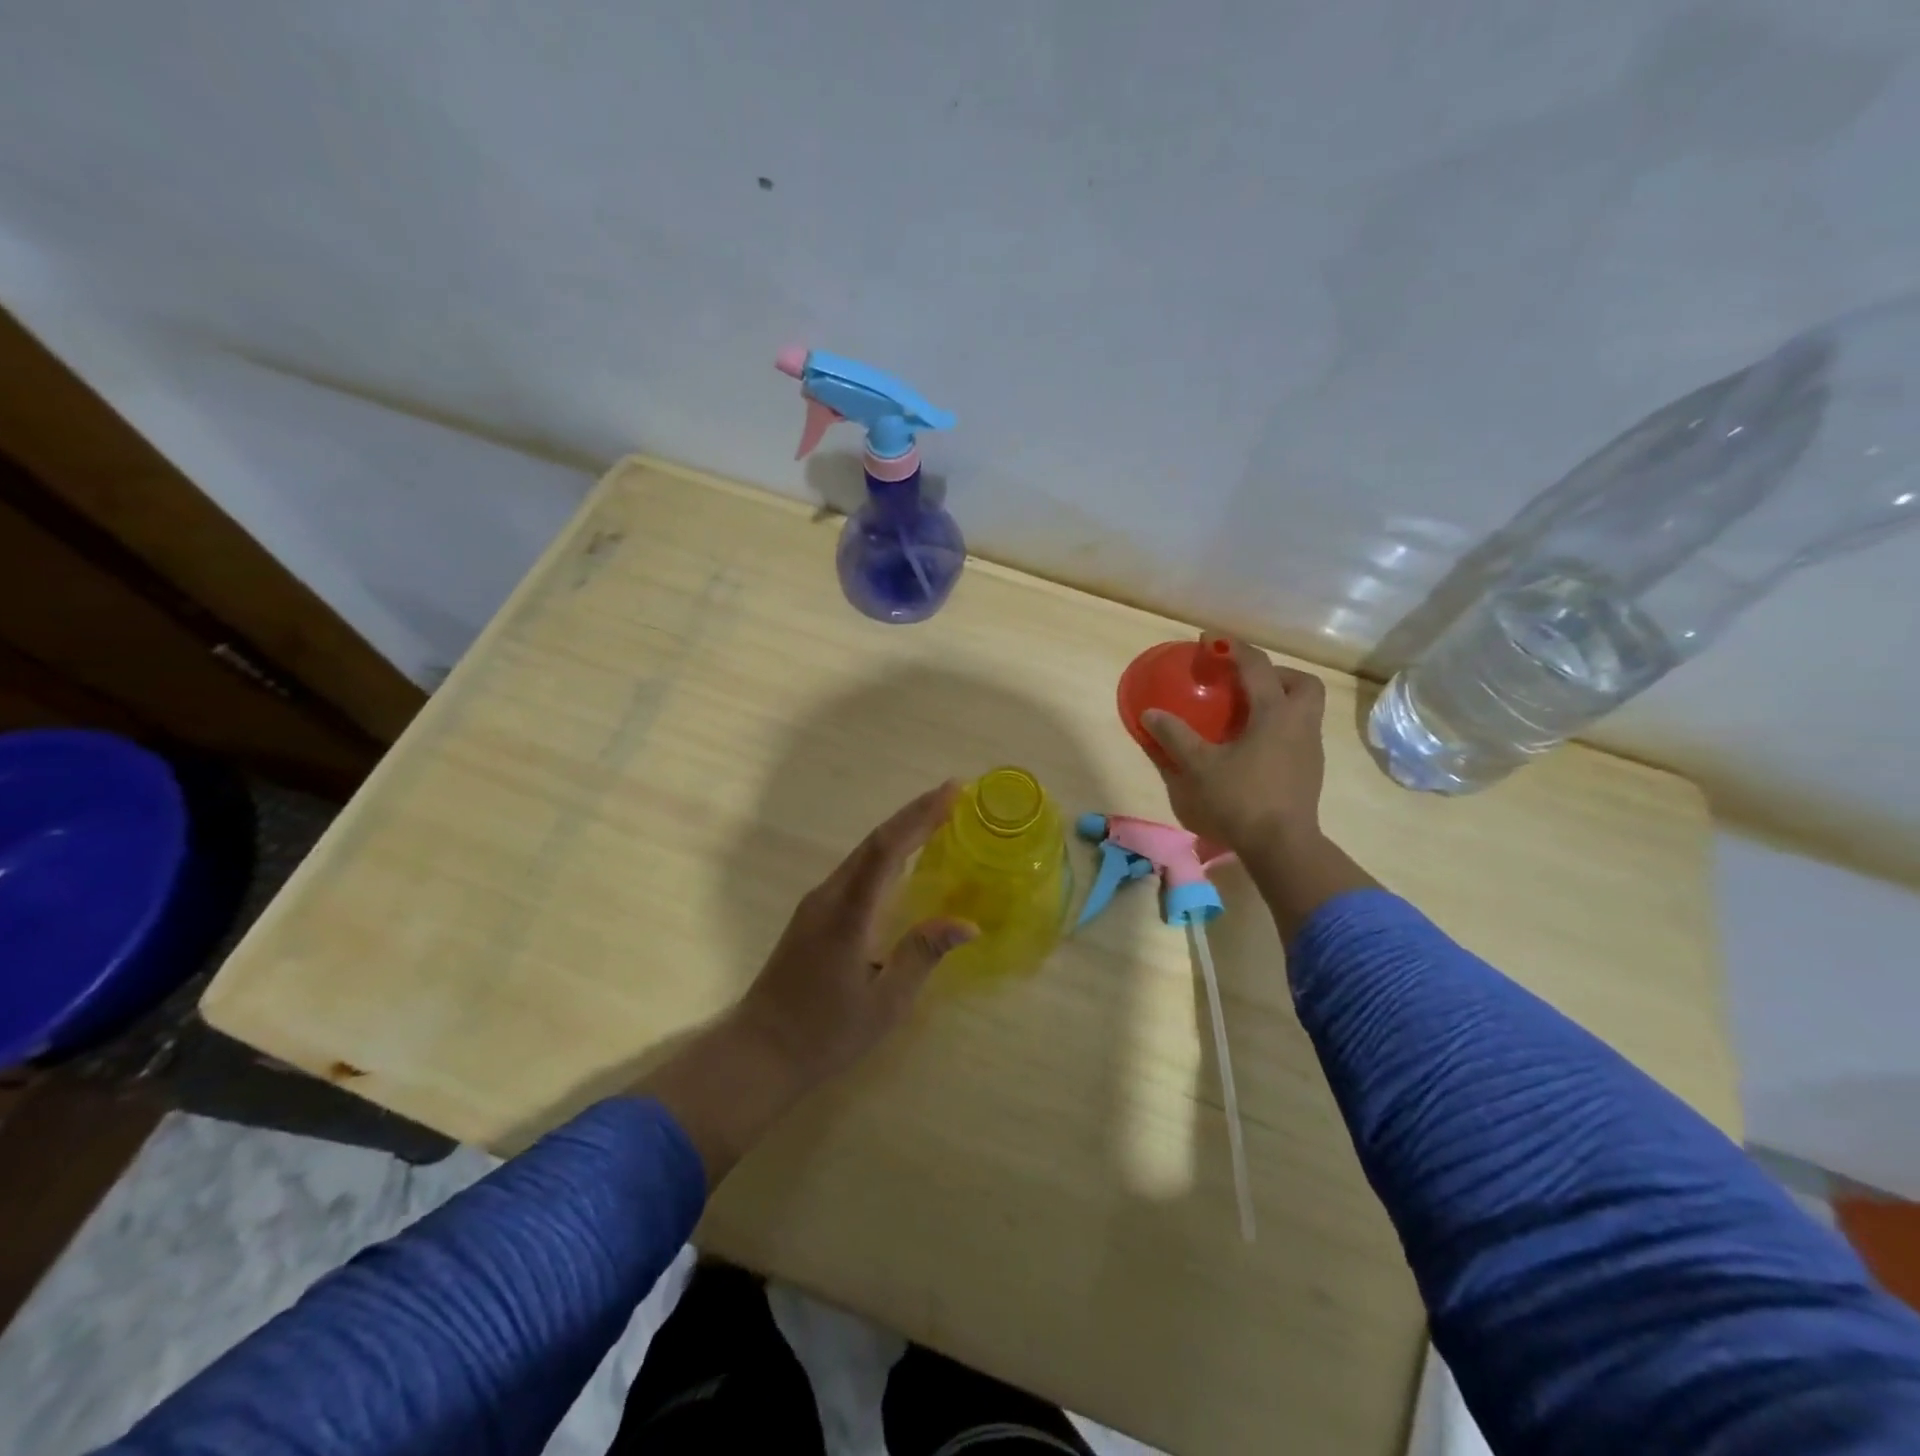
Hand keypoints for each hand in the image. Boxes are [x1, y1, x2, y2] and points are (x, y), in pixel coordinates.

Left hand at [735, 782, 976, 1087]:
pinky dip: (885, 853)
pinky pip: (856, 870)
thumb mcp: (885, 1003)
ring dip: (899, 831)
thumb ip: (922, 955)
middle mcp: (829, 896)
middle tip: (954, 795)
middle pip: (874, 842)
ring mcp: (817, 903)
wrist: (760, 1051)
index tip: (952, 791)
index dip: (920, 816)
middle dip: (914, 814)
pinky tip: (903, 858)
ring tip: (937, 817)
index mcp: (848, 913)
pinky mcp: (813, 914)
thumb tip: (968, 923)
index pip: (887, 849)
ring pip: (863, 853)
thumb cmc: (825, 1033)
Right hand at [1142, 637, 1328, 854]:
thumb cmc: (1240, 799)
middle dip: (1275, 674)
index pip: (1256, 666)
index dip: (1232, 648)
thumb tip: (1151, 713)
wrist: (1282, 845)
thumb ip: (1175, 736)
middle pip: (1301, 683)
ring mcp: (1310, 748)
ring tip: (1246, 714)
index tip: (1209, 641)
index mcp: (1274, 713)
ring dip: (1279, 701)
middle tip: (1244, 683)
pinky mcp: (1310, 770)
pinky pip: (1298, 733)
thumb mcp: (1199, 766)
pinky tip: (1254, 746)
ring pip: (1304, 709)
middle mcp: (1299, 724)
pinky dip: (1279, 727)